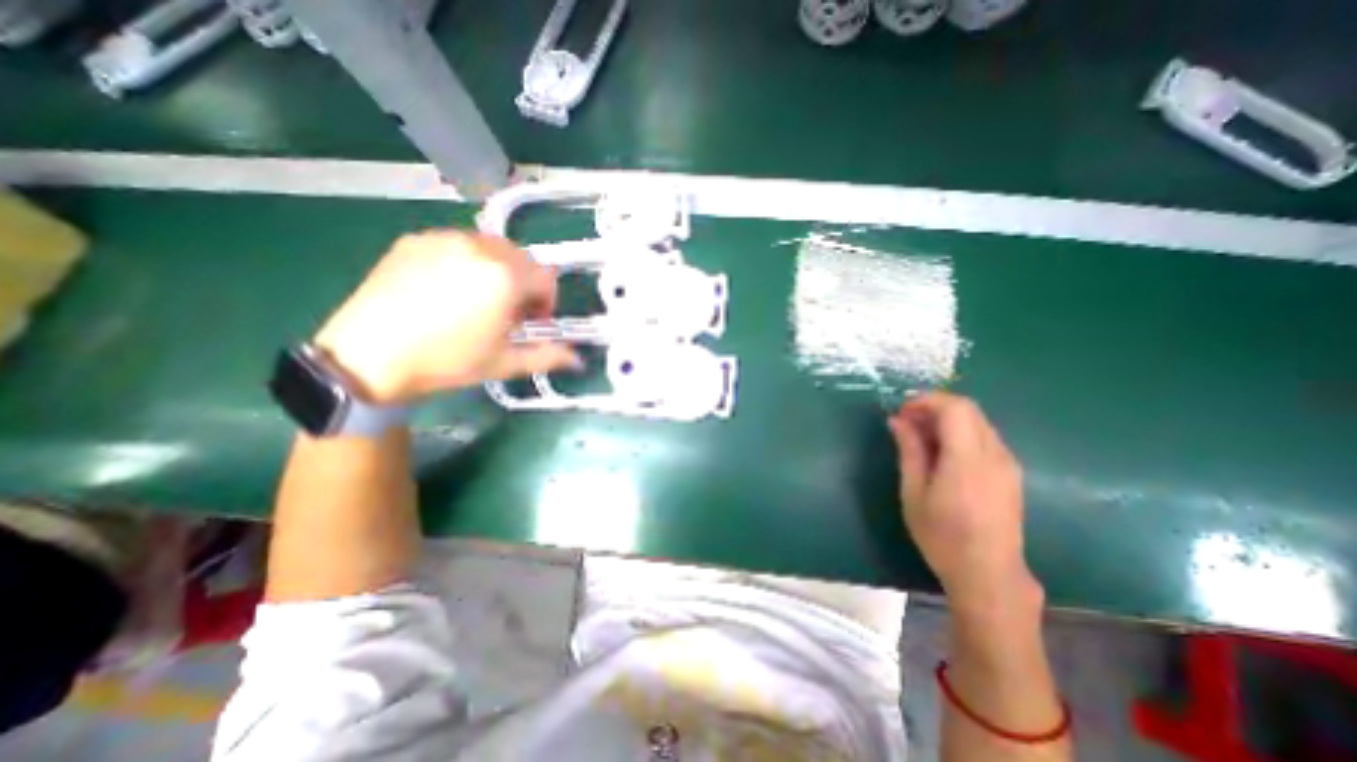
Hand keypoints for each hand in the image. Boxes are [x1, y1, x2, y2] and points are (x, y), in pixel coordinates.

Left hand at [314, 230, 575, 404]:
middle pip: (522, 258)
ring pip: (491, 248)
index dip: (547, 301)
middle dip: (524, 284)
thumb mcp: (505, 362)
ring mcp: (444, 239)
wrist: (368, 357)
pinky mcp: (415, 240)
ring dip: (498, 271)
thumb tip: (578, 360)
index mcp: (505, 277)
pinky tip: (447, 290)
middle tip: (507, 313)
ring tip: (477, 300)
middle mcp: (479, 248)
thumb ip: (548, 356)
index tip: (532, 322)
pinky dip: (466, 262)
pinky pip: (457, 244)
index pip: (547, 277)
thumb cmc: (447, 361)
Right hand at [893, 394, 1040, 613]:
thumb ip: (909, 451)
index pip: (954, 407)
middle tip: (907, 422)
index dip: (926, 401)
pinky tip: (942, 453)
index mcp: (968, 459)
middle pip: (969, 409)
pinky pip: (985, 437)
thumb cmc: (942, 535)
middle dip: (934, 407)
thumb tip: (898, 420)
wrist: (988, 575)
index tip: (902, 412)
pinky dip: (961, 433)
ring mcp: (1008, 463)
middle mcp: (995, 454)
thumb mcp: (914, 492)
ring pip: (978, 421)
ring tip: (920, 438)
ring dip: (947, 419)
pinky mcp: (1011, 473)